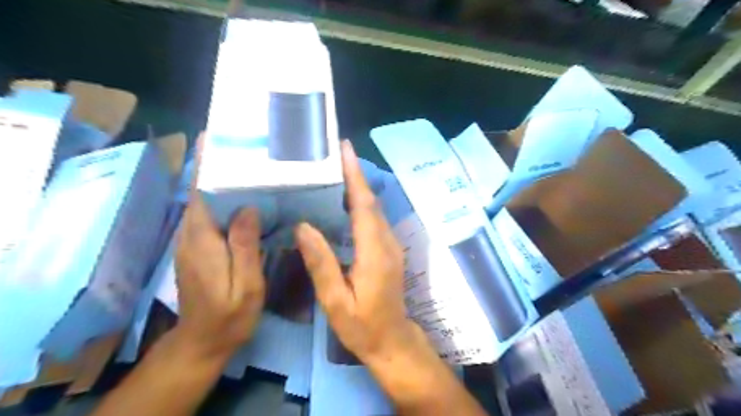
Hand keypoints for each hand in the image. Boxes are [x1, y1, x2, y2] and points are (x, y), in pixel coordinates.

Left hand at [174, 165, 266, 356]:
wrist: (204, 341)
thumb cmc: (230, 315)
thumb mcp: (246, 284)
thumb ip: (245, 246)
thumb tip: (248, 207)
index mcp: (203, 241)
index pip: (199, 194)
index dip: (203, 166)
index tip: (211, 139)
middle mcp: (191, 236)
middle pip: (200, 193)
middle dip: (215, 167)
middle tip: (243, 146)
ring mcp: (192, 243)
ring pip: (204, 203)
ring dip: (219, 181)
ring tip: (247, 163)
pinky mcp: (198, 249)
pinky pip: (209, 216)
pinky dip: (223, 200)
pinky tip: (244, 197)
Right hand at [292, 142, 425, 364]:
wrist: (392, 340)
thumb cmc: (362, 325)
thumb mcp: (335, 301)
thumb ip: (321, 263)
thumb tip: (303, 226)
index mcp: (374, 252)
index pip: (364, 206)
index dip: (355, 176)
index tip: (346, 150)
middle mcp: (387, 242)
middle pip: (371, 202)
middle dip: (355, 175)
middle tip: (334, 154)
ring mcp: (391, 245)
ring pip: (375, 209)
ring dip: (358, 188)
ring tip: (336, 171)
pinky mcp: (389, 250)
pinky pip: (375, 219)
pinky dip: (361, 204)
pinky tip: (345, 201)